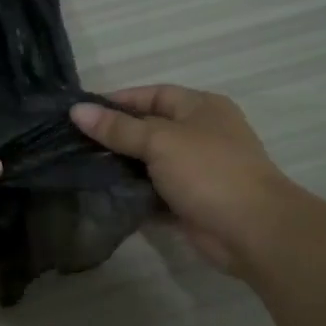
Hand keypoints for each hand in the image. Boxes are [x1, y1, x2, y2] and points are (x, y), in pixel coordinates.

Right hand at [71, 86, 286, 274]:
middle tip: (72, 143)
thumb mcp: (160, 141)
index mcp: (200, 108)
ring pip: (149, 163)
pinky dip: (132, 194)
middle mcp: (200, 135)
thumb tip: (77, 110)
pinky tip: (102, 195)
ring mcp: (196, 171)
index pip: (153, 95)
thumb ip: (118, 128)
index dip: (118, 101)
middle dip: (114, 136)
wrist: (252, 230)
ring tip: (79, 168)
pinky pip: (153, 193)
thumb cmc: (209, 171)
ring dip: (120, 167)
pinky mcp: (189, 202)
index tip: (81, 112)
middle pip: (149, 129)